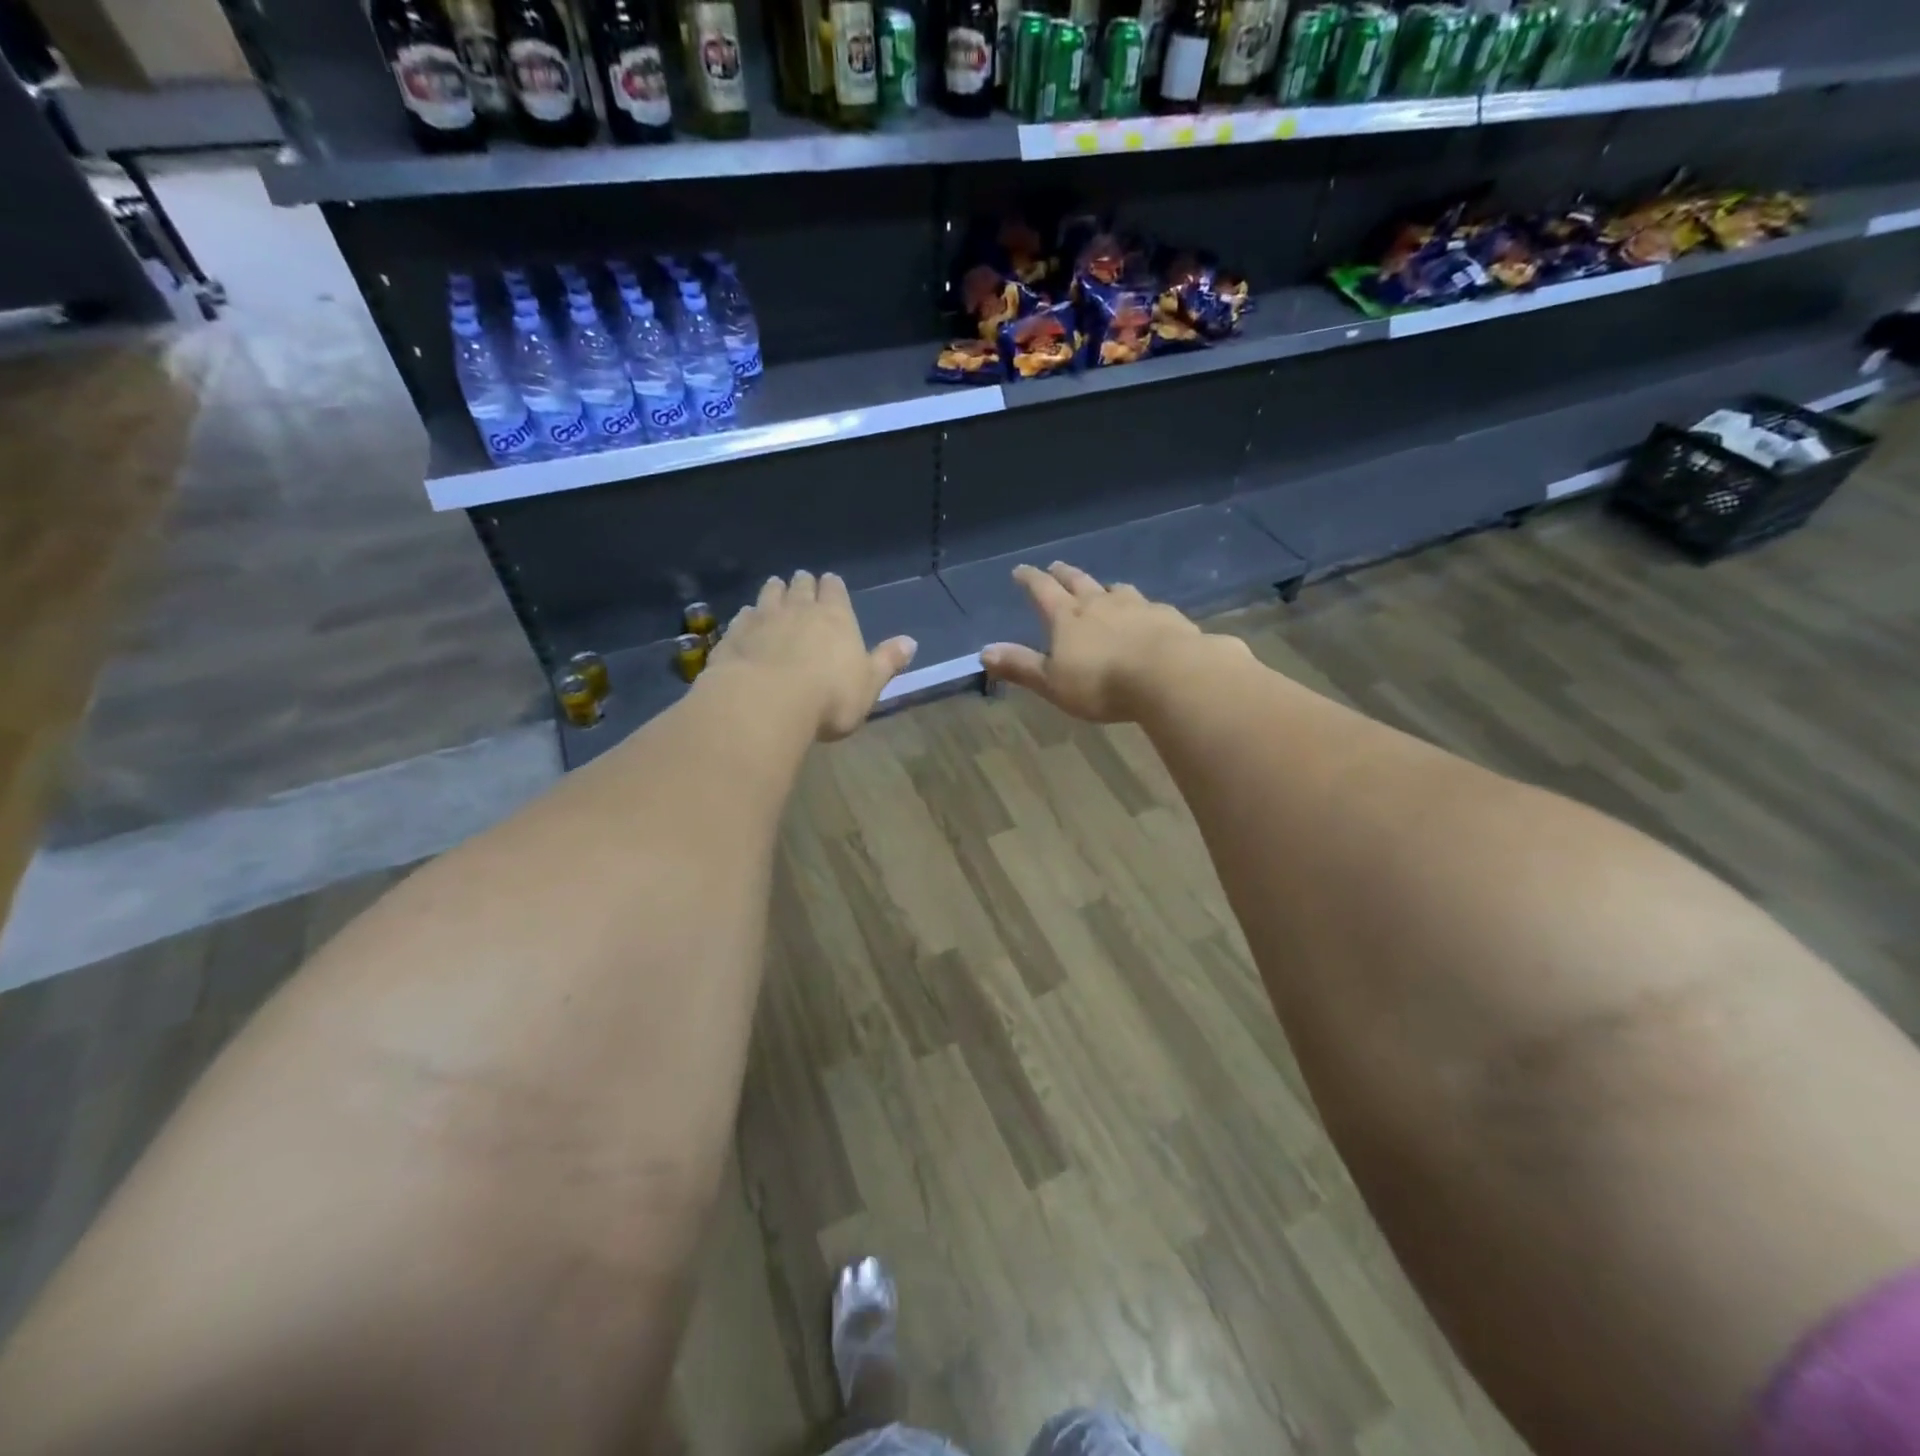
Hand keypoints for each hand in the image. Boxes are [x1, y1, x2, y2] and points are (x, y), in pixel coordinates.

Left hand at [707, 571, 916, 740]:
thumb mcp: (869, 685)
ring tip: (774, 588)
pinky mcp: (735, 635)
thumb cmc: (829, 697)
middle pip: (800, 587)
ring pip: (769, 594)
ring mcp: (763, 619)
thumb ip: (887, 662)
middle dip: (803, 583)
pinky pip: (742, 617)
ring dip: (773, 591)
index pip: (835, 590)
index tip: (830, 582)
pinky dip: (747, 615)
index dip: (833, 586)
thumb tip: (911, 642)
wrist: (766, 703)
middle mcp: (799, 609)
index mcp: (836, 618)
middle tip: (801, 581)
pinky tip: (746, 619)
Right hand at [979, 562, 1206, 722]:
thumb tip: (984, 652)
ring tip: (1103, 588)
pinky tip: (1146, 614)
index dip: (1030, 580)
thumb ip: (1020, 666)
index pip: (1042, 591)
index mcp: (1067, 617)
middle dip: (1063, 574)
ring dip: (1104, 587)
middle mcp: (1100, 603)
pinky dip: (1140, 607)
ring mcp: (1136, 606)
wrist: (1168, 674)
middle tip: (1056, 566)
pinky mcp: (1166, 617)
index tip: (1020, 569)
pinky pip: (1148, 606)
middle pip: (1078, 582)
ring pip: (1115, 590)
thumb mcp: (1052, 682)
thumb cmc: (1101, 682)